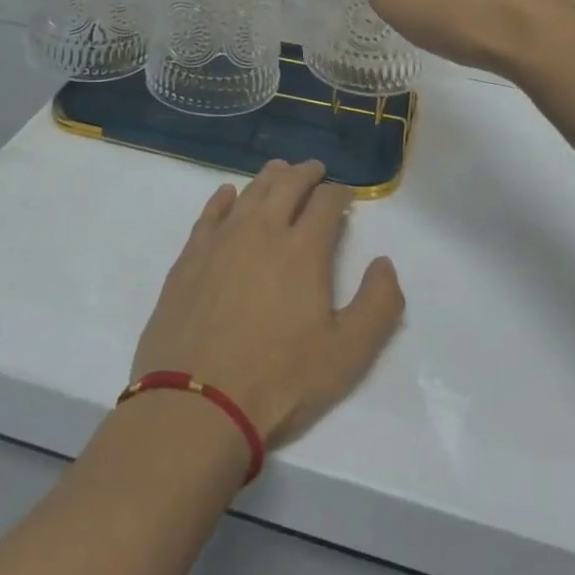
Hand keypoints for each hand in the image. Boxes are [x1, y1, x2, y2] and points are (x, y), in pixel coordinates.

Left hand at [131, 160, 403, 449]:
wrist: (195, 405)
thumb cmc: (278, 381)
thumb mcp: (347, 355)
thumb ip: (378, 305)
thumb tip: (384, 263)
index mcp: (303, 249)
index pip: (327, 202)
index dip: (340, 193)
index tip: (346, 196)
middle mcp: (263, 230)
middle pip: (287, 184)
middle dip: (306, 173)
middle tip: (315, 170)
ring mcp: (222, 240)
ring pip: (250, 192)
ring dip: (270, 177)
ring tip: (280, 172)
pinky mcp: (190, 256)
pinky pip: (210, 212)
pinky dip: (224, 198)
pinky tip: (228, 195)